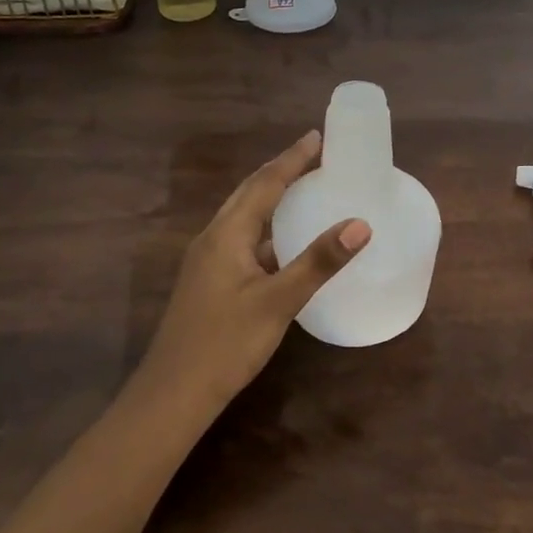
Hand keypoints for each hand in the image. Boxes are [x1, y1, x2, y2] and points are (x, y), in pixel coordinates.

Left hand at [137, 130, 370, 415]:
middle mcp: (213, 238)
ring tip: (302, 188)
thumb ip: (318, 262)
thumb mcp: (278, 302)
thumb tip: (360, 224)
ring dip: (270, 197)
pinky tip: (283, 244)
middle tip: (313, 155)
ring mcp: (207, 261)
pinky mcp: (208, 282)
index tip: (317, 137)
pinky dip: (265, 228)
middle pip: (249, 193)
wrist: (172, 396)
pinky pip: (241, 239)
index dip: (292, 159)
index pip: (265, 184)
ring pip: (242, 216)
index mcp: (227, 234)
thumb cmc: (225, 344)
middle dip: (280, 170)